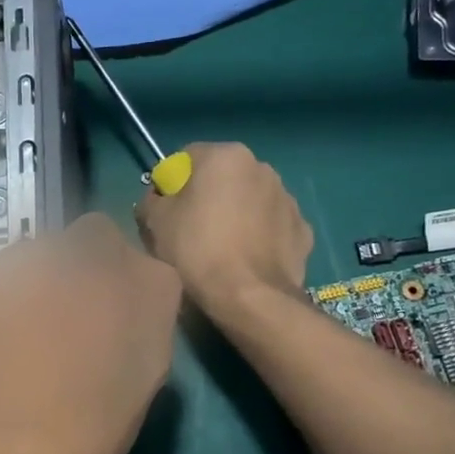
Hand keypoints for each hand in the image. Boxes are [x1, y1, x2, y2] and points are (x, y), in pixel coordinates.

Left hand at [0, 213, 180, 453]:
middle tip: (62, 340)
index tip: (103, 316)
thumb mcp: (153, 339)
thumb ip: (146, 275)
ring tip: (21, 358)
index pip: (96, 235)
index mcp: (74, 255)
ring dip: (15, 302)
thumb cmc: (96, 409)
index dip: (106, 274)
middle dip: (57, 285)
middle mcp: (14, 253)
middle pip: (45, 254)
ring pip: (2, 278)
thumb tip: (122, 257)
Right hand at [135, 142, 312, 321]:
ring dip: (236, 214)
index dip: (171, 183)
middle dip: (208, 196)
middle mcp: (262, 167)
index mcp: (226, 156)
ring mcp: (288, 198)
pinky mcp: (303, 230)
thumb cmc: (197, 250)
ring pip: (250, 200)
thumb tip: (158, 199)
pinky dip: (259, 236)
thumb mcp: (155, 222)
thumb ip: (151, 199)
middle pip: (223, 177)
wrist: (250, 297)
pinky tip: (246, 260)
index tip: (165, 210)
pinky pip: (271, 226)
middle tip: (190, 230)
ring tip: (221, 248)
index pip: (187, 157)